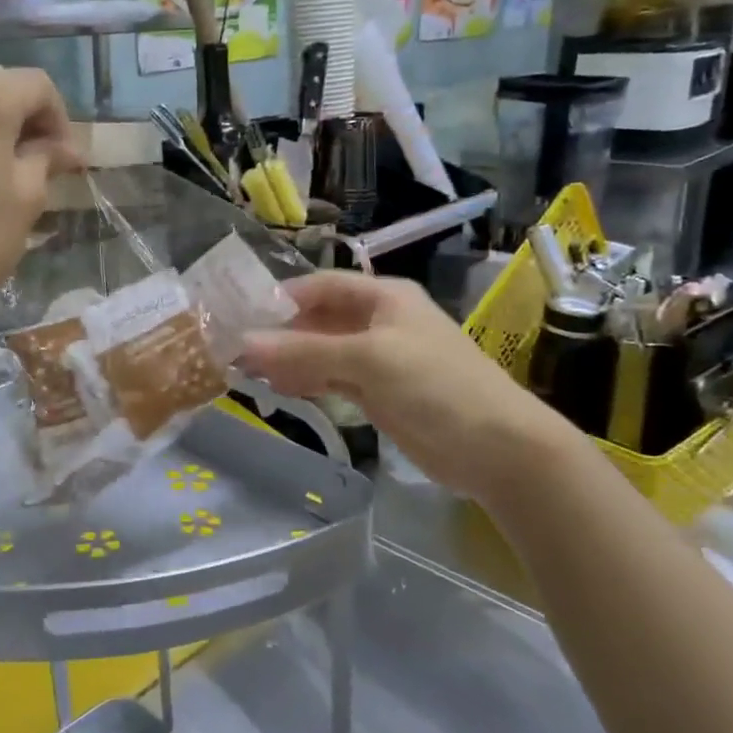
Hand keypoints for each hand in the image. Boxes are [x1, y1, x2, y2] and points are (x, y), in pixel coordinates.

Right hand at [241, 271, 577, 504]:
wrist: (496, 447)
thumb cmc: (435, 385)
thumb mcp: (369, 359)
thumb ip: (306, 350)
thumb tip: (245, 343)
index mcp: (384, 298)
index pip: (323, 285)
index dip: (284, 296)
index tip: (242, 313)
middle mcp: (379, 322)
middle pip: (320, 319)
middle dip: (281, 332)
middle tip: (236, 348)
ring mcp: (379, 360)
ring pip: (323, 352)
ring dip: (290, 359)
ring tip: (247, 372)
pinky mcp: (378, 394)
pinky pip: (333, 380)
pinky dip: (307, 381)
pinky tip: (280, 389)